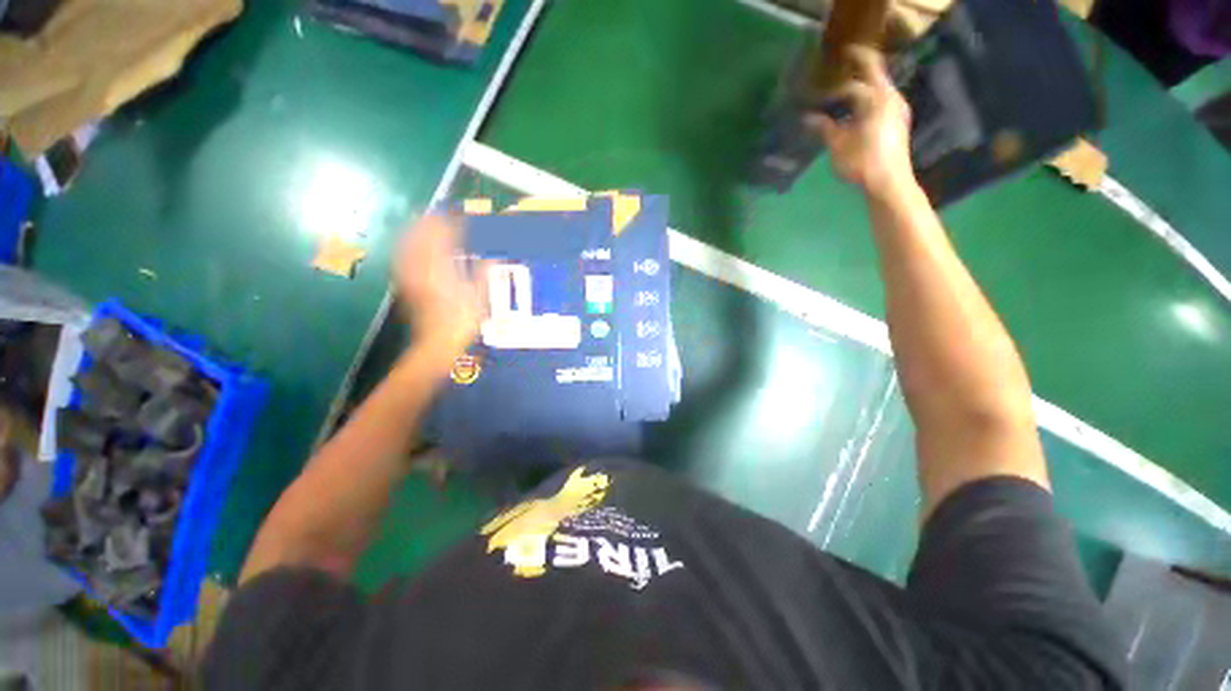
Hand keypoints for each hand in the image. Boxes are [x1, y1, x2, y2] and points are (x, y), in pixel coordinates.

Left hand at [393, 214, 489, 364]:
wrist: (437, 343)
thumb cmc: (462, 321)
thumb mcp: (480, 297)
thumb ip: (483, 274)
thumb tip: (491, 258)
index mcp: (442, 269)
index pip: (443, 237)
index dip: (451, 223)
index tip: (461, 215)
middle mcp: (422, 268)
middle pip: (421, 236)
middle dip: (430, 222)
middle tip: (441, 214)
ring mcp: (410, 275)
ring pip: (408, 244)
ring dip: (416, 231)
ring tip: (425, 223)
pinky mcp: (405, 284)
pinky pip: (402, 257)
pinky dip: (407, 246)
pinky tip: (411, 245)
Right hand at [810, 46, 915, 199]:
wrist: (888, 182)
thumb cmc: (862, 161)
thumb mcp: (838, 145)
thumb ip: (824, 128)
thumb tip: (808, 117)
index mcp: (878, 97)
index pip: (863, 72)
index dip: (851, 64)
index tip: (839, 57)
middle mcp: (891, 98)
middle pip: (874, 77)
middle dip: (856, 74)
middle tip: (837, 75)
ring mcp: (897, 111)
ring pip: (878, 91)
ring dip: (861, 90)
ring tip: (842, 95)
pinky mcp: (897, 123)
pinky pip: (881, 103)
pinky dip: (867, 102)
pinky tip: (854, 113)